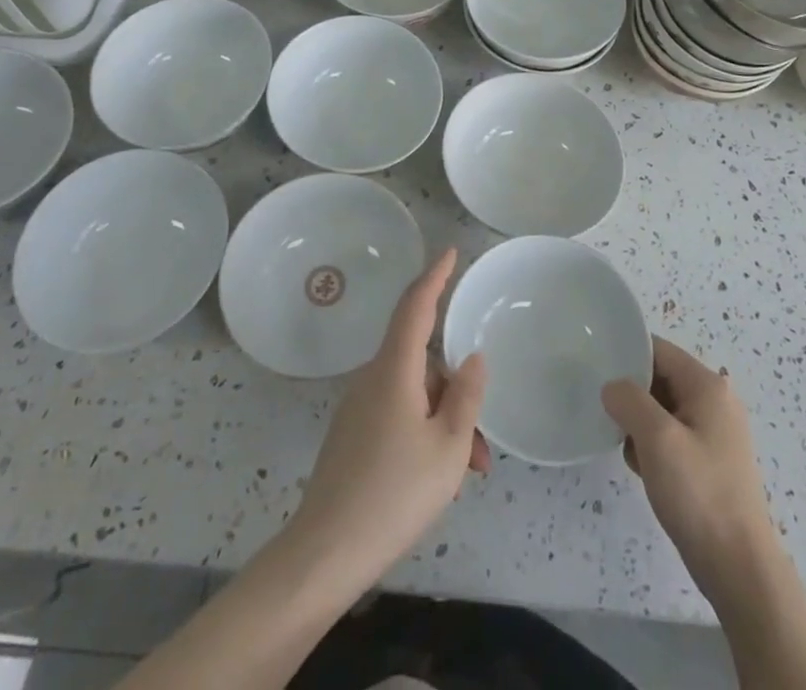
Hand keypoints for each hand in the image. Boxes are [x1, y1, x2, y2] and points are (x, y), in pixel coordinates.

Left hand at [289, 250, 488, 589]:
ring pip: (413, 394)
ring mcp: (358, 406)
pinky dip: (423, 432)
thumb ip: (465, 396)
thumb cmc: (394, 494)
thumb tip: (472, 359)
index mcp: (394, 369)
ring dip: (443, 421)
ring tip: (466, 472)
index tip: (450, 252)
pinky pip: (396, 413)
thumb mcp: (448, 448)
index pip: (415, 306)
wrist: (325, 553)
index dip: (434, 276)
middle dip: (455, 391)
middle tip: (481, 447)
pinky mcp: (352, 434)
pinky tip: (436, 476)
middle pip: (421, 361)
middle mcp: (372, 377)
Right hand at [602, 336, 777, 602]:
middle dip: (632, 396)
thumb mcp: (657, 438)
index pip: (658, 350)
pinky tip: (643, 469)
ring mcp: (715, 433)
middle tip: (609, 415)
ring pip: (663, 410)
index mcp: (708, 386)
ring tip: (627, 448)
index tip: (597, 370)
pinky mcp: (710, 462)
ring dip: (640, 425)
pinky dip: (653, 447)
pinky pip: (672, 437)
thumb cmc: (699, 493)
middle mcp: (715, 402)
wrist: (739, 568)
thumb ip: (629, 400)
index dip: (627, 356)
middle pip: (660, 378)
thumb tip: (612, 388)